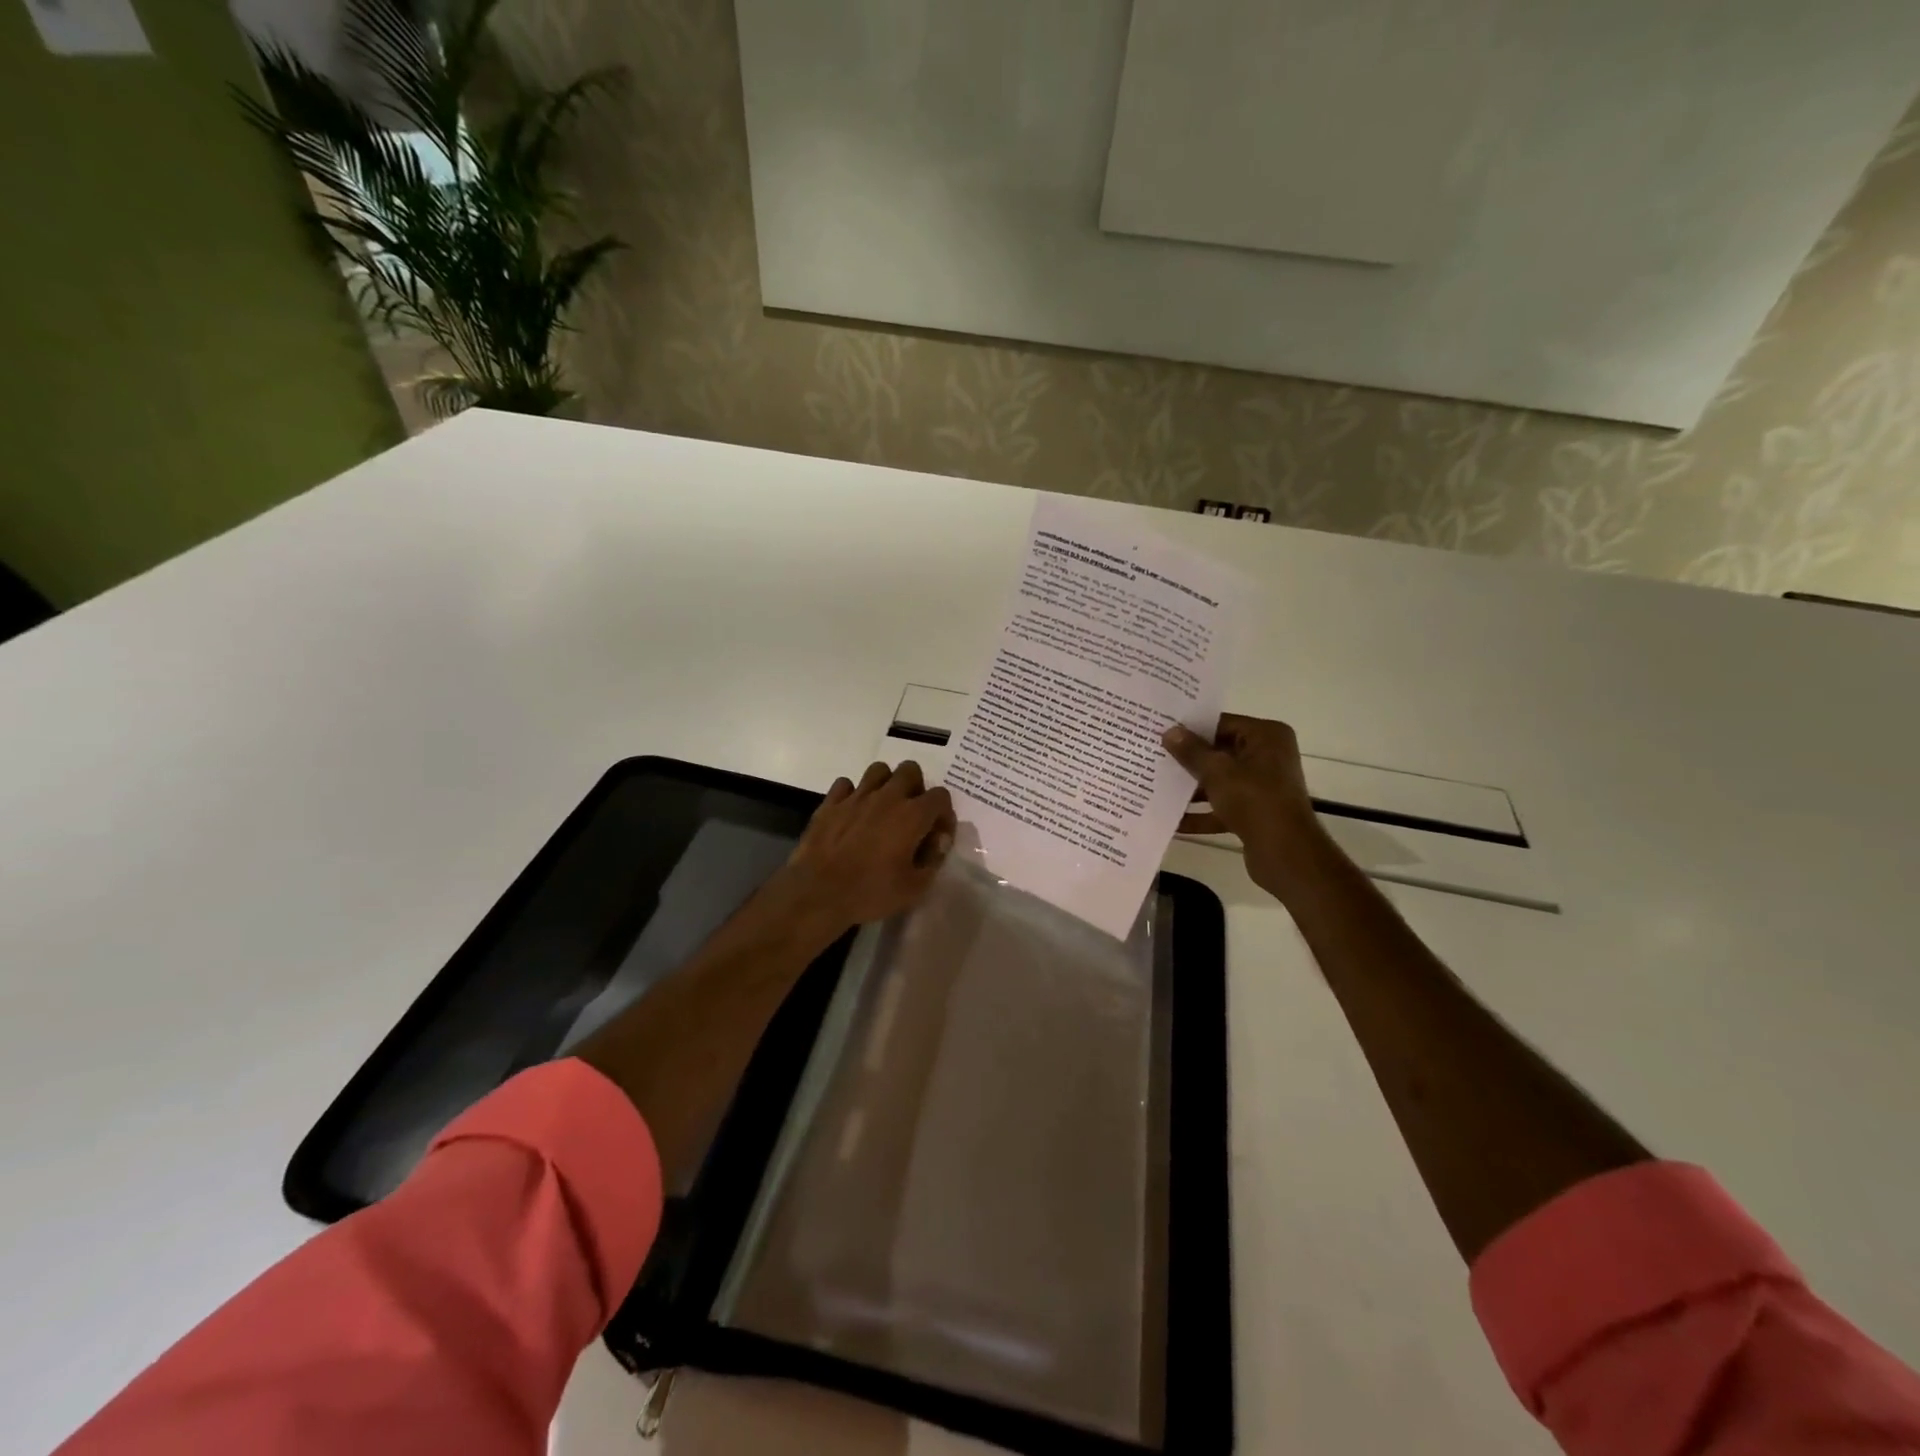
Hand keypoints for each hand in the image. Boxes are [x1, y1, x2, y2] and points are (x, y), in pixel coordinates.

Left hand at [769, 761, 956, 934]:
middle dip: (916, 787)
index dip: (944, 814)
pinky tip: (852, 812)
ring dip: (886, 784)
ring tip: (883, 807)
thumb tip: (939, 841)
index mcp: (912, 815)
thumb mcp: (914, 887)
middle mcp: (887, 797)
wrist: (818, 893)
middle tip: (911, 814)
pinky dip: (853, 794)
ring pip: (878, 770)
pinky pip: (845, 784)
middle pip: (910, 770)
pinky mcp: (830, 802)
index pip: (941, 796)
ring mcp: (856, 796)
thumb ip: (933, 859)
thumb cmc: (871, 892)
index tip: (937, 834)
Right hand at [1163, 714, 1332, 899]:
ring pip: (1219, 782)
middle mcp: (1267, 757)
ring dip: (1191, 788)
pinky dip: (1201, 814)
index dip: (1191, 729)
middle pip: (1219, 753)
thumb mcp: (1217, 772)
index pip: (1222, 723)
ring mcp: (1262, 787)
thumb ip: (1192, 751)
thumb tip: (1170, 732)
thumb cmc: (1254, 800)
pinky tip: (1172, 820)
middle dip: (1188, 760)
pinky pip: (1222, 807)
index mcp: (1266, 737)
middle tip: (1153, 757)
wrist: (1285, 853)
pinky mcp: (1255, 813)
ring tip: (1156, 787)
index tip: (1161, 732)